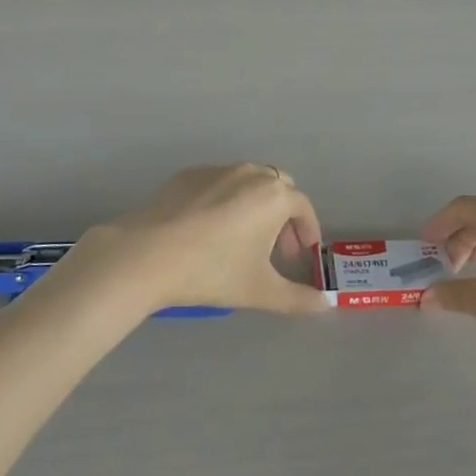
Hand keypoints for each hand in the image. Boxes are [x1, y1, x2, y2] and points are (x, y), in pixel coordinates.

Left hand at [74, 164, 327, 315]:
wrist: (148, 254)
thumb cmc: (212, 271)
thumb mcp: (260, 290)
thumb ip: (298, 298)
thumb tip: (326, 305)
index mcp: (274, 195)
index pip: (303, 206)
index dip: (308, 230)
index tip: (302, 254)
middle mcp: (249, 173)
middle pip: (278, 188)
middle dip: (283, 216)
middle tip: (276, 250)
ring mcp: (217, 170)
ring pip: (248, 181)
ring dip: (256, 205)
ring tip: (244, 240)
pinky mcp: (188, 175)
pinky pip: (219, 183)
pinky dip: (225, 200)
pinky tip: (209, 230)